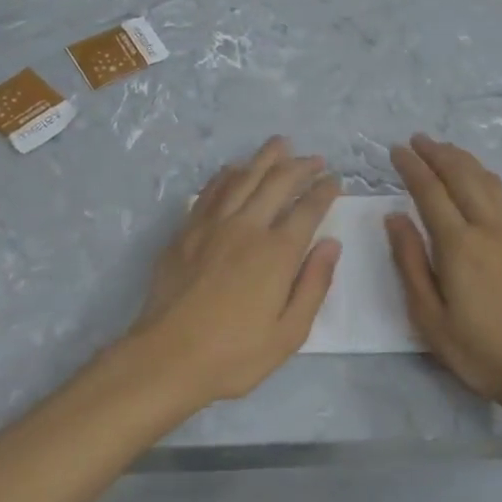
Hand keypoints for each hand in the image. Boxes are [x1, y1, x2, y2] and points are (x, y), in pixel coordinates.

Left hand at [129, 137, 340, 406]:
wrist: (166, 357)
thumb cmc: (234, 354)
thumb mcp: (289, 333)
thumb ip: (314, 285)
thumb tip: (331, 244)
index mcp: (277, 252)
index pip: (308, 209)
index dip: (324, 191)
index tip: (335, 180)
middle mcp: (248, 227)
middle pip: (278, 182)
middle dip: (301, 166)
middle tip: (315, 159)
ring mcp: (213, 225)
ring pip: (244, 178)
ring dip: (266, 158)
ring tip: (281, 144)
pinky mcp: (187, 230)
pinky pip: (211, 191)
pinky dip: (228, 175)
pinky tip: (235, 168)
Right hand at [386, 134, 501, 405]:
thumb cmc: (480, 350)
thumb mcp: (430, 318)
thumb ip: (410, 262)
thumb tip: (394, 217)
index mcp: (460, 245)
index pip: (430, 190)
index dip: (411, 166)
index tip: (396, 150)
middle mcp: (490, 225)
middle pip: (461, 174)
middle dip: (436, 152)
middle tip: (417, 140)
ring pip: (488, 179)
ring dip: (463, 159)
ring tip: (444, 150)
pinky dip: (489, 179)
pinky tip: (483, 182)